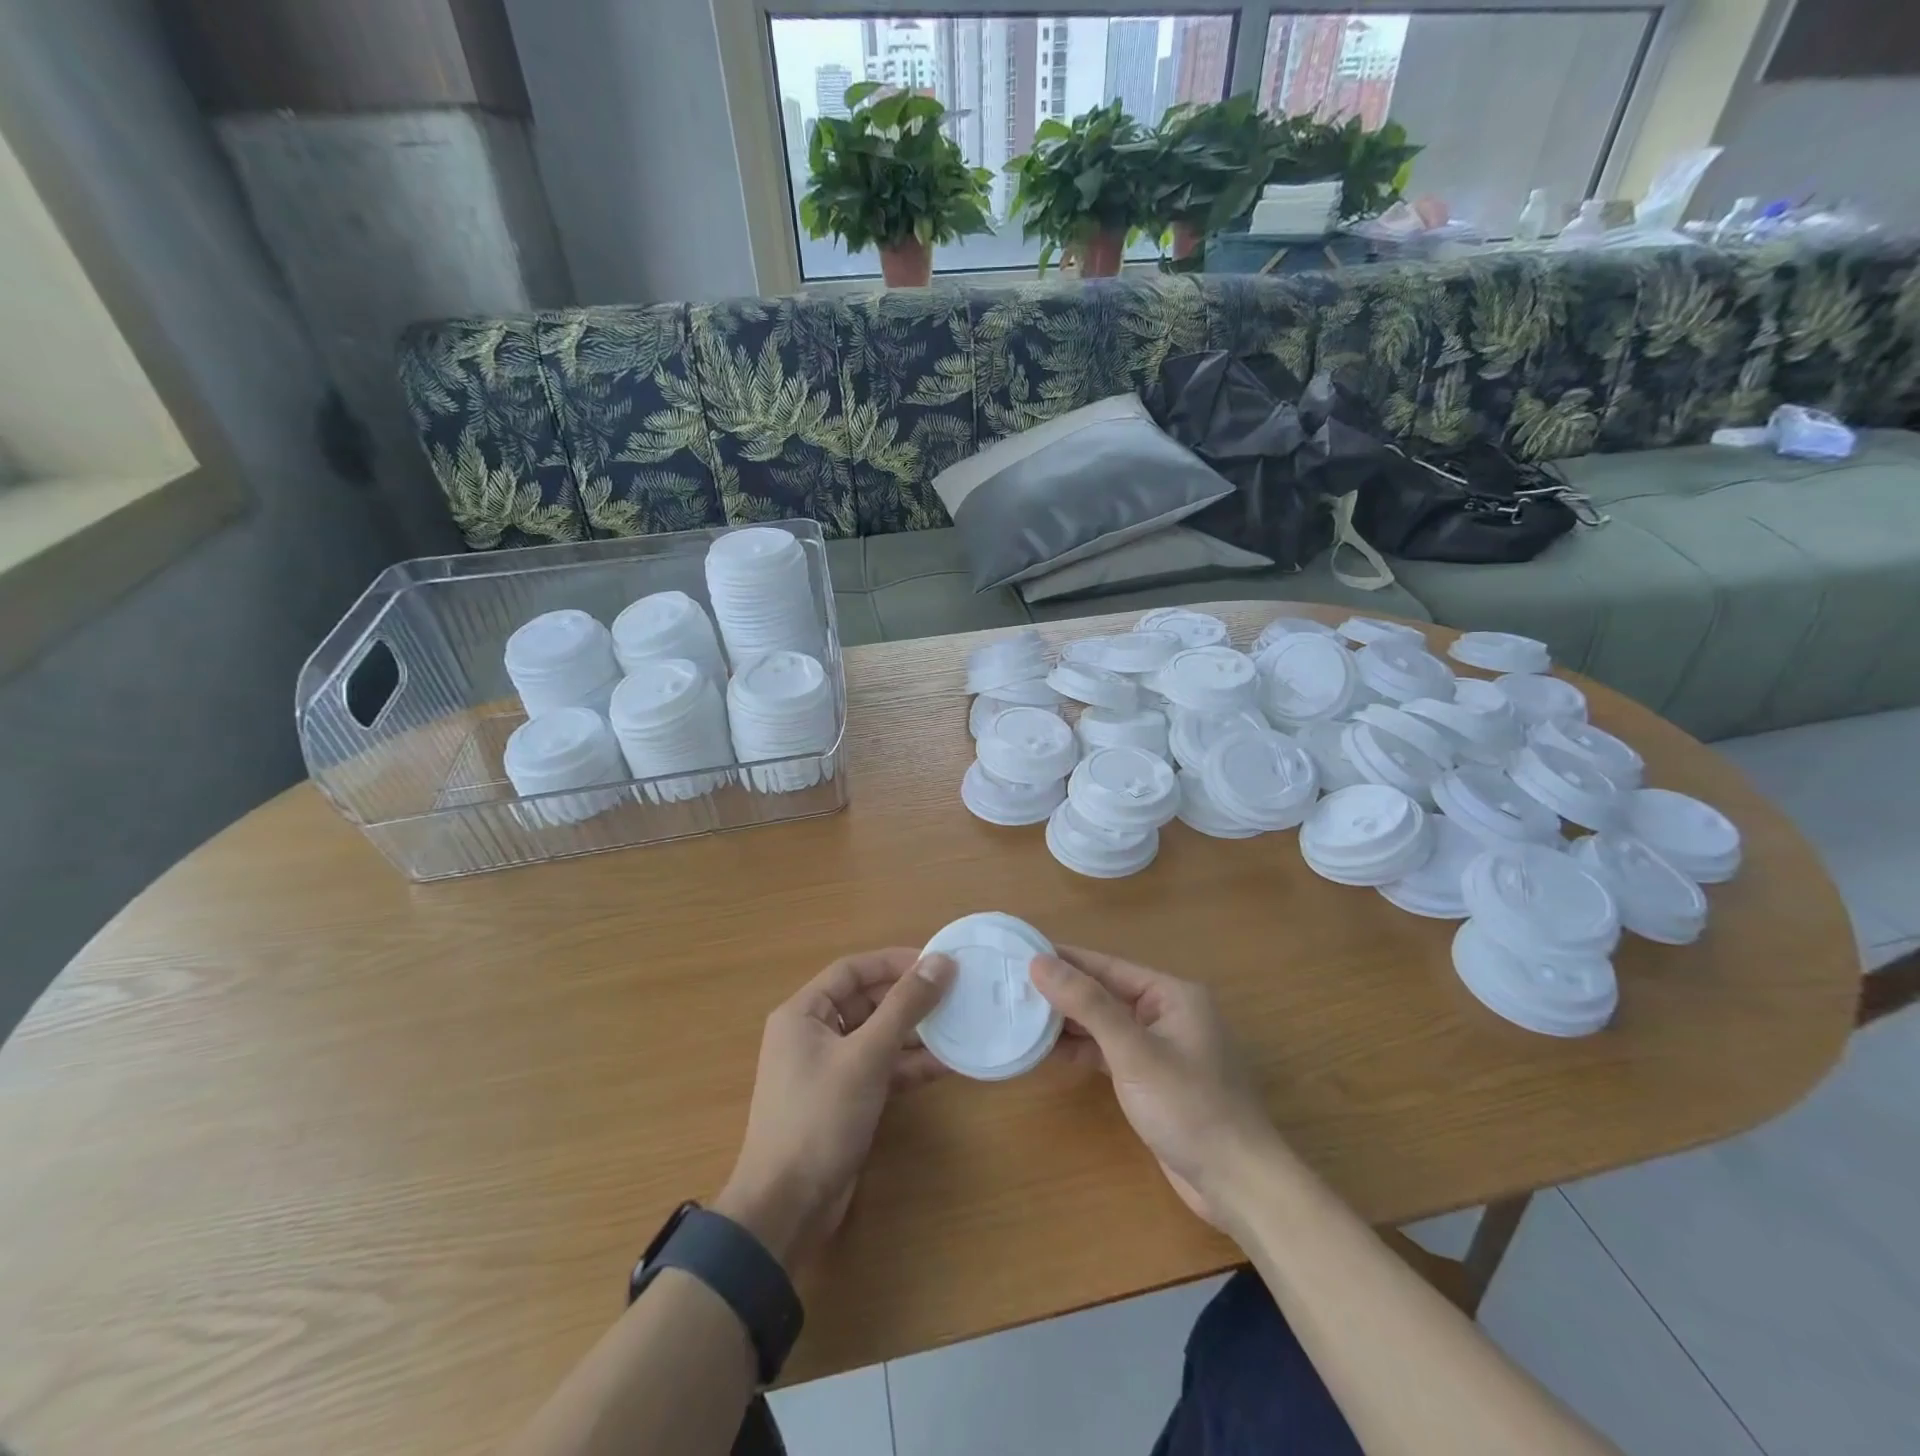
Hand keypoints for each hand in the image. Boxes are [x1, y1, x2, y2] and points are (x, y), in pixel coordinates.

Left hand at [715, 949, 955, 1269]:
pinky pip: (880, 1068)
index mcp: (803, 1013)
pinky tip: (945, 1065)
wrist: (787, 1206)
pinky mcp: (843, 1099)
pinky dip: (908, 1065)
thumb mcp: (867, 1055)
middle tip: (955, 994)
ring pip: (877, 1036)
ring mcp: (828, 1069)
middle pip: (866, 1001)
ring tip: (958, 1025)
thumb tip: (941, 962)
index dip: (895, 961)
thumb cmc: (820, 1116)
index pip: (853, 970)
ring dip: (914, 1033)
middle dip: (909, 998)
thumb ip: (905, 1006)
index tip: (937, 962)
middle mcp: (812, 1033)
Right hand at [1033, 947, 1274, 1228]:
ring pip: (1105, 1024)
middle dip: (1062, 991)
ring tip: (1020, 1015)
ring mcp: (1161, 1048)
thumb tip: (1040, 962)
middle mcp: (1168, 1013)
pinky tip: (1048, 1051)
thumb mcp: (1133, 1051)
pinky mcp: (1153, 1080)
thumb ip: (1087, 1004)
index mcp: (1172, 994)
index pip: (1107, 966)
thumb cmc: (1189, 1107)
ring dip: (1068, 1023)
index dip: (1064, 959)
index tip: (1021, 951)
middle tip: (1011, 986)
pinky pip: (1110, 1052)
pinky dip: (1082, 1050)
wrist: (1238, 1184)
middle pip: (1105, 993)